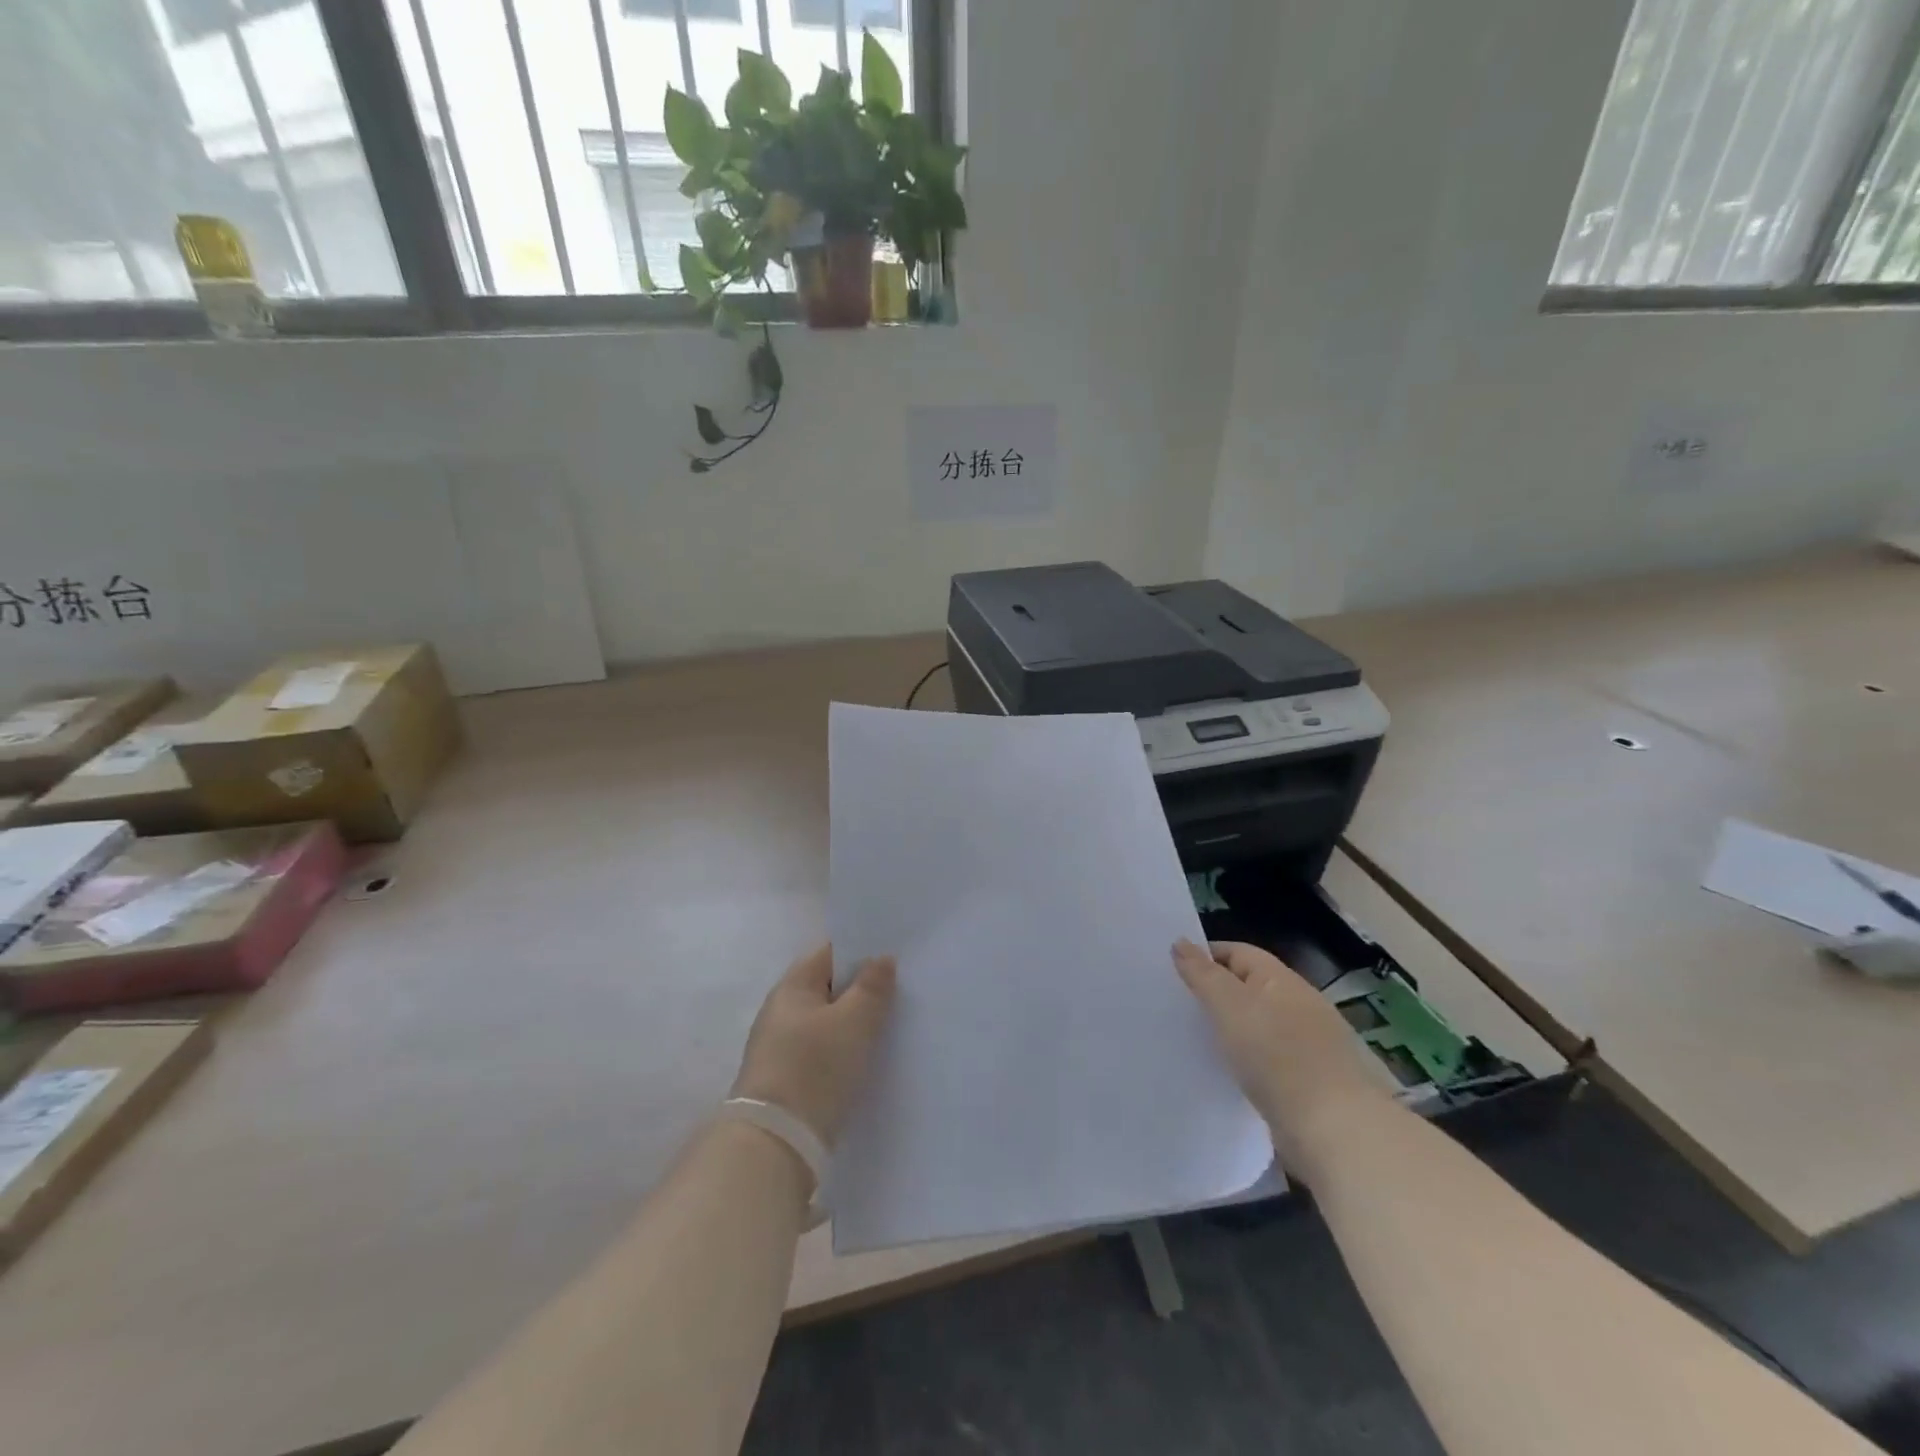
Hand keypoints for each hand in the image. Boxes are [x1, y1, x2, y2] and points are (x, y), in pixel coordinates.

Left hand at [730, 944, 895, 1145]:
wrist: (776, 1143)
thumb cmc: (815, 1068)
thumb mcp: (854, 1022)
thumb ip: (872, 986)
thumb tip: (882, 958)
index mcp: (792, 987)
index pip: (829, 952)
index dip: (861, 950)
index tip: (894, 955)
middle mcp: (781, 1011)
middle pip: (828, 987)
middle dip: (861, 987)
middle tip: (901, 990)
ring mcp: (781, 1047)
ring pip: (827, 1021)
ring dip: (854, 1021)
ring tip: (891, 1024)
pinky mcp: (788, 1079)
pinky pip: (823, 1050)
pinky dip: (844, 1048)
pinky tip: (868, 1058)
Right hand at [1174, 939, 1387, 1164]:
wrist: (1334, 1128)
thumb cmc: (1276, 1055)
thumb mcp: (1229, 1006)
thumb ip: (1202, 974)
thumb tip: (1181, 941)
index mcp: (1281, 979)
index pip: (1238, 952)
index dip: (1205, 956)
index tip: (1172, 972)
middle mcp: (1298, 1004)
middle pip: (1248, 987)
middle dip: (1215, 993)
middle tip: (1177, 1005)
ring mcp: (1308, 1044)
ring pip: (1257, 1024)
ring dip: (1230, 1028)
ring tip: (1194, 1039)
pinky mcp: (1309, 1080)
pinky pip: (1267, 1057)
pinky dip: (1245, 1059)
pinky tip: (1227, 1072)